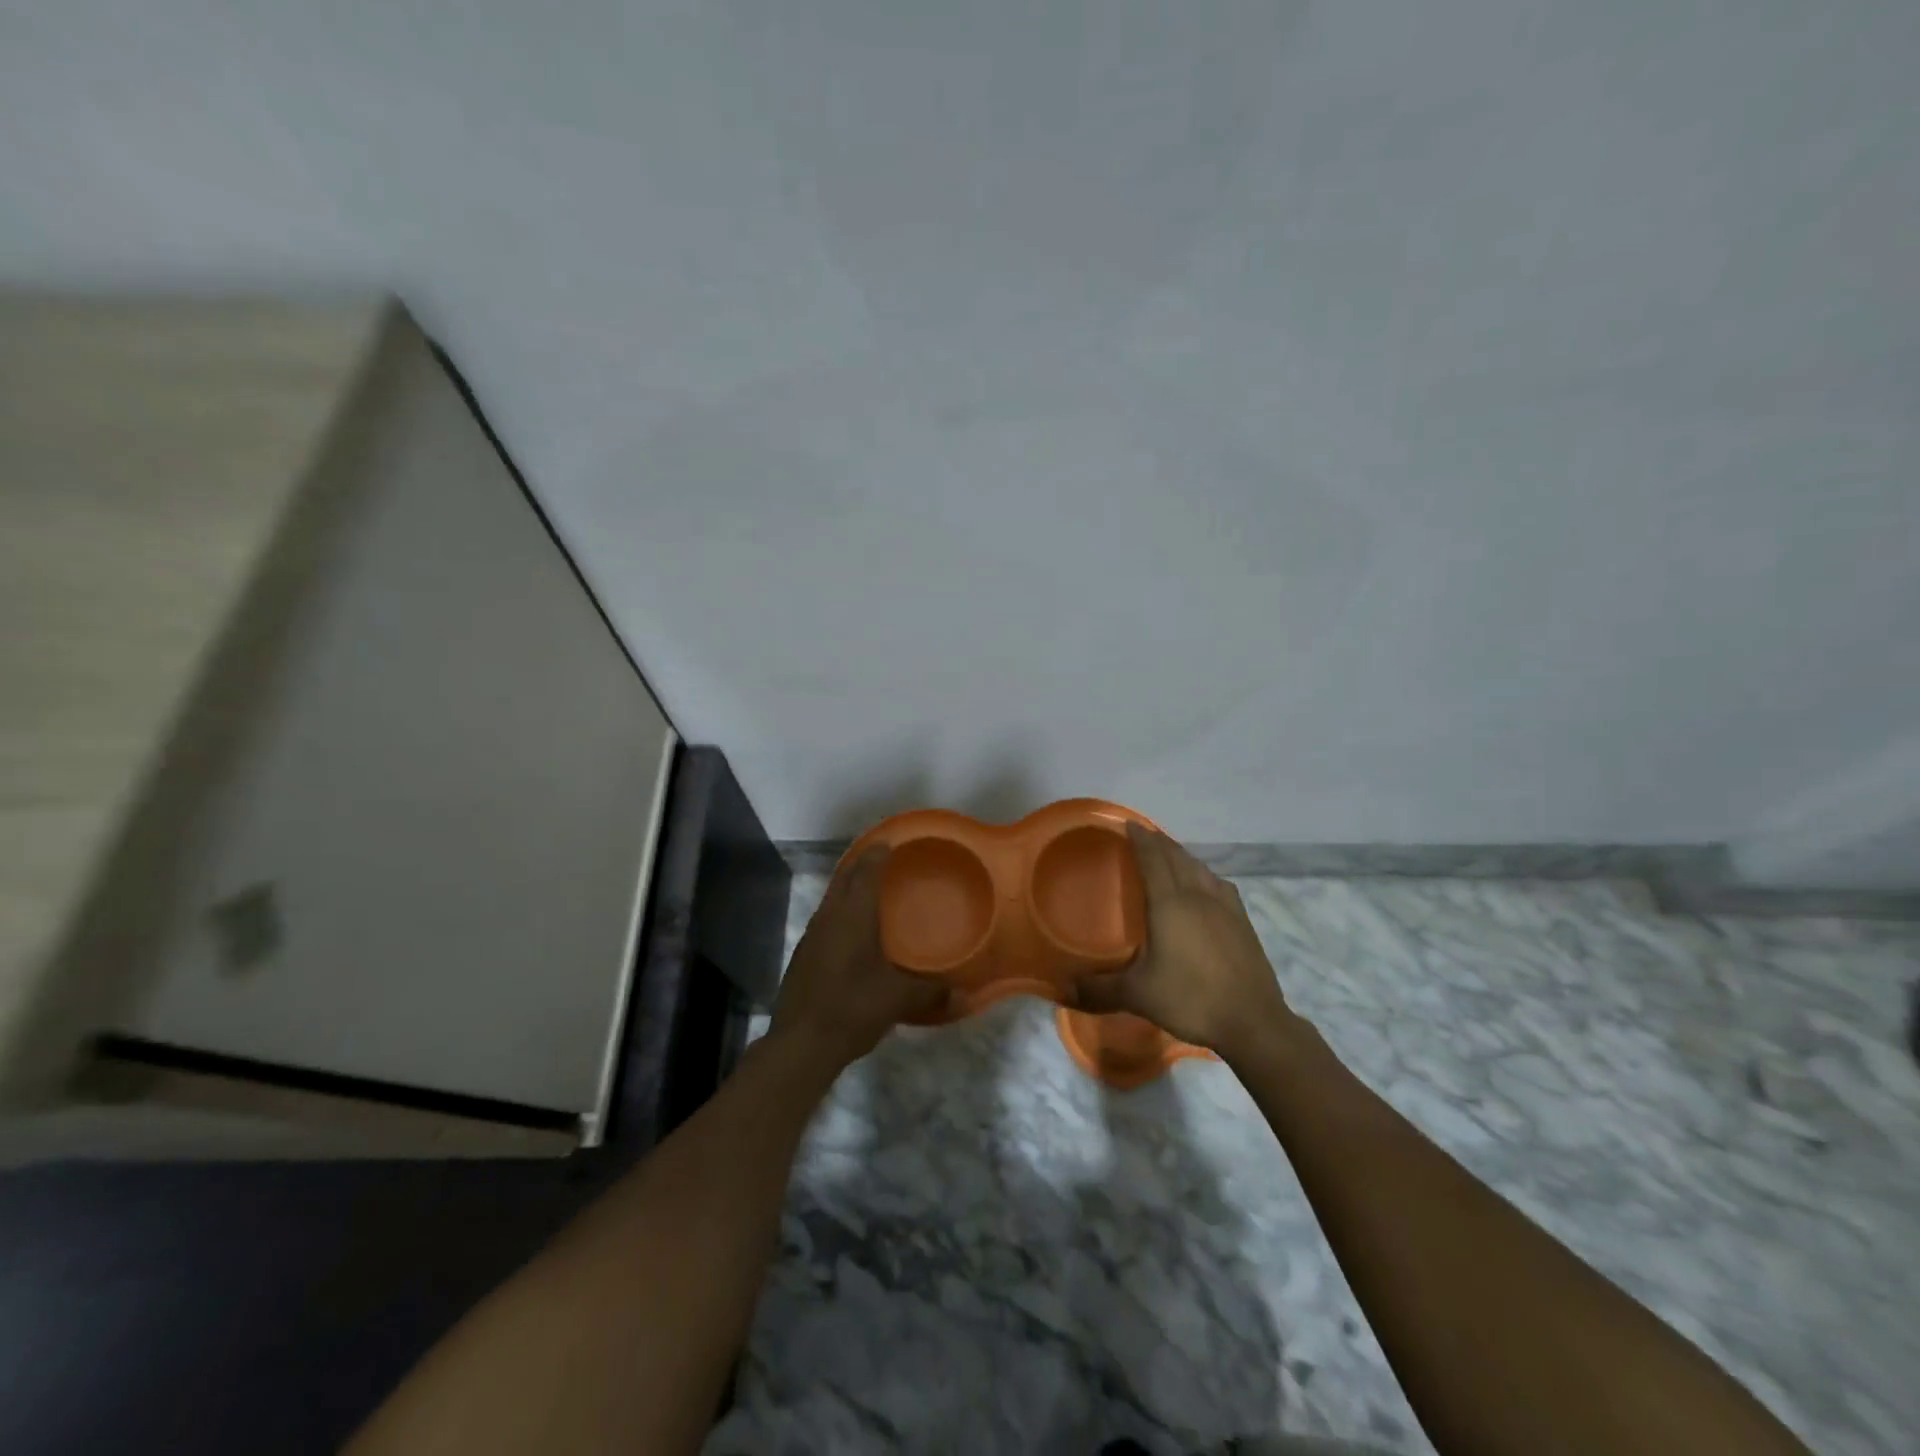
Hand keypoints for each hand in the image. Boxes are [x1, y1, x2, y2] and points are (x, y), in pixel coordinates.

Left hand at [769, 845, 948, 1072]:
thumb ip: (932, 992)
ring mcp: (813, 935)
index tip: (890, 841)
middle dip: (863, 864)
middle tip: (885, 860)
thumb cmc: (852, 1008)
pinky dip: (842, 912)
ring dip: (850, 888)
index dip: (878, 853)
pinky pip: (826, 918)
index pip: (866, 870)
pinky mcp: (804, 954)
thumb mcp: (898, 999)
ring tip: (872, 891)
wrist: (800, 1043)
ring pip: (833, 898)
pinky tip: (854, 932)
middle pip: (845, 878)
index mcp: (853, 915)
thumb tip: (963, 993)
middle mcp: (830, 916)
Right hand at [1071, 824, 1292, 1062]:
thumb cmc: (1191, 999)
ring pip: (1201, 869)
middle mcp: (1198, 897)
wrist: (1253, 1022)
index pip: (1153, 860)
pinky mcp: (1243, 924)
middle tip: (1145, 834)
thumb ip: (1100, 990)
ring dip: (1183, 856)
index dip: (1141, 840)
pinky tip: (1208, 884)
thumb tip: (1065, 991)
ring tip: (1172, 854)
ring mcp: (1226, 909)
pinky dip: (1206, 875)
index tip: (1130, 824)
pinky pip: (1220, 885)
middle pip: (1177, 858)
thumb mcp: (1139, 995)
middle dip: (1160, 842)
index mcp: (1170, 905)